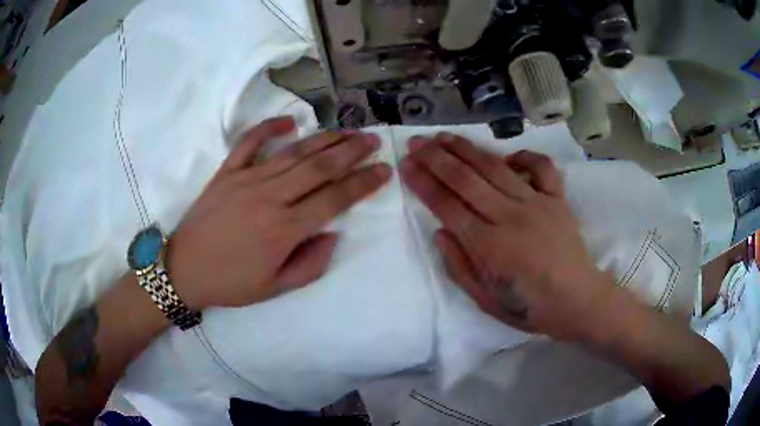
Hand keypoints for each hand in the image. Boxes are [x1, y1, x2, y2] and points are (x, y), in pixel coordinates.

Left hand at [168, 117, 390, 309]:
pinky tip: (289, 122)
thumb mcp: (275, 288)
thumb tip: (332, 234)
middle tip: (372, 140)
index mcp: (284, 230)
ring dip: (324, 139)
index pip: (335, 199)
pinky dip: (268, 129)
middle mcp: (270, 197)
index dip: (363, 183)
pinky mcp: (227, 172)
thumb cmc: (231, 283)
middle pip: (319, 167)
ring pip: (293, 152)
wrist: (184, 270)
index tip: (384, 170)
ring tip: (347, 130)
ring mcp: (246, 180)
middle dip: (351, 151)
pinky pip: (249, 143)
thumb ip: (310, 264)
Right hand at [401, 133, 611, 340]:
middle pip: (466, 179)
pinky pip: (542, 168)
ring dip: (467, 149)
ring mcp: (537, 203)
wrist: (577, 301)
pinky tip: (508, 155)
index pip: (447, 206)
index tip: (406, 165)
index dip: (423, 183)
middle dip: (436, 158)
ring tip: (444, 136)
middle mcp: (510, 217)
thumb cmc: (529, 308)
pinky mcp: (557, 199)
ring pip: (496, 168)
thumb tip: (440, 232)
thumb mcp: (486, 301)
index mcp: (489, 246)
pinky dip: (525, 156)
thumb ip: (459, 266)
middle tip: (416, 142)